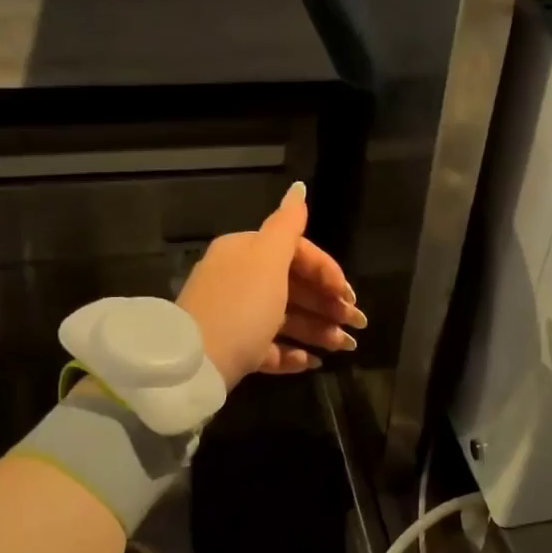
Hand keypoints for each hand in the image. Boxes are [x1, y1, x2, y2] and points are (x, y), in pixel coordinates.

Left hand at [175, 182, 366, 388]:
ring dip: (318, 330)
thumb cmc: (240, 306)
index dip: (327, 271)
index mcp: (245, 252)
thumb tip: (299, 188)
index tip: (349, 295)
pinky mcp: (232, 349)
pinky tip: (312, 362)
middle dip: (328, 304)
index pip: (296, 252)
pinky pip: (268, 347)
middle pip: (293, 286)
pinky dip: (292, 353)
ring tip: (344, 347)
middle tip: (357, 324)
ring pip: (284, 318)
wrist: (194, 364)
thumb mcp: (267, 260)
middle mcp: (238, 279)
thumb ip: (288, 225)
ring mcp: (234, 316)